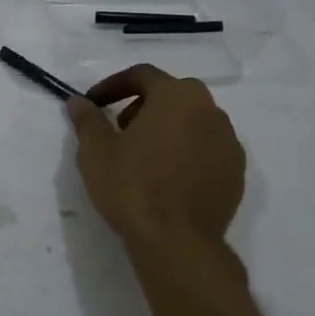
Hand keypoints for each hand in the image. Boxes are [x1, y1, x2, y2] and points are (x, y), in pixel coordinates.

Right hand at [68, 64, 246, 252]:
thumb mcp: (96, 151)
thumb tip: (78, 102)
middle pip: (173, 94)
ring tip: (143, 155)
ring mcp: (228, 142)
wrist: (176, 241)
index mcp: (175, 97)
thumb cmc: (131, 187)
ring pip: (194, 121)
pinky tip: (167, 176)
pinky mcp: (236, 171)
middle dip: (144, 104)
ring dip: (168, 127)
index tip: (94, 103)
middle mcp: (209, 110)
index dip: (113, 85)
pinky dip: (187, 151)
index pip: (142, 75)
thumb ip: (88, 120)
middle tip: (120, 128)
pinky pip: (207, 148)